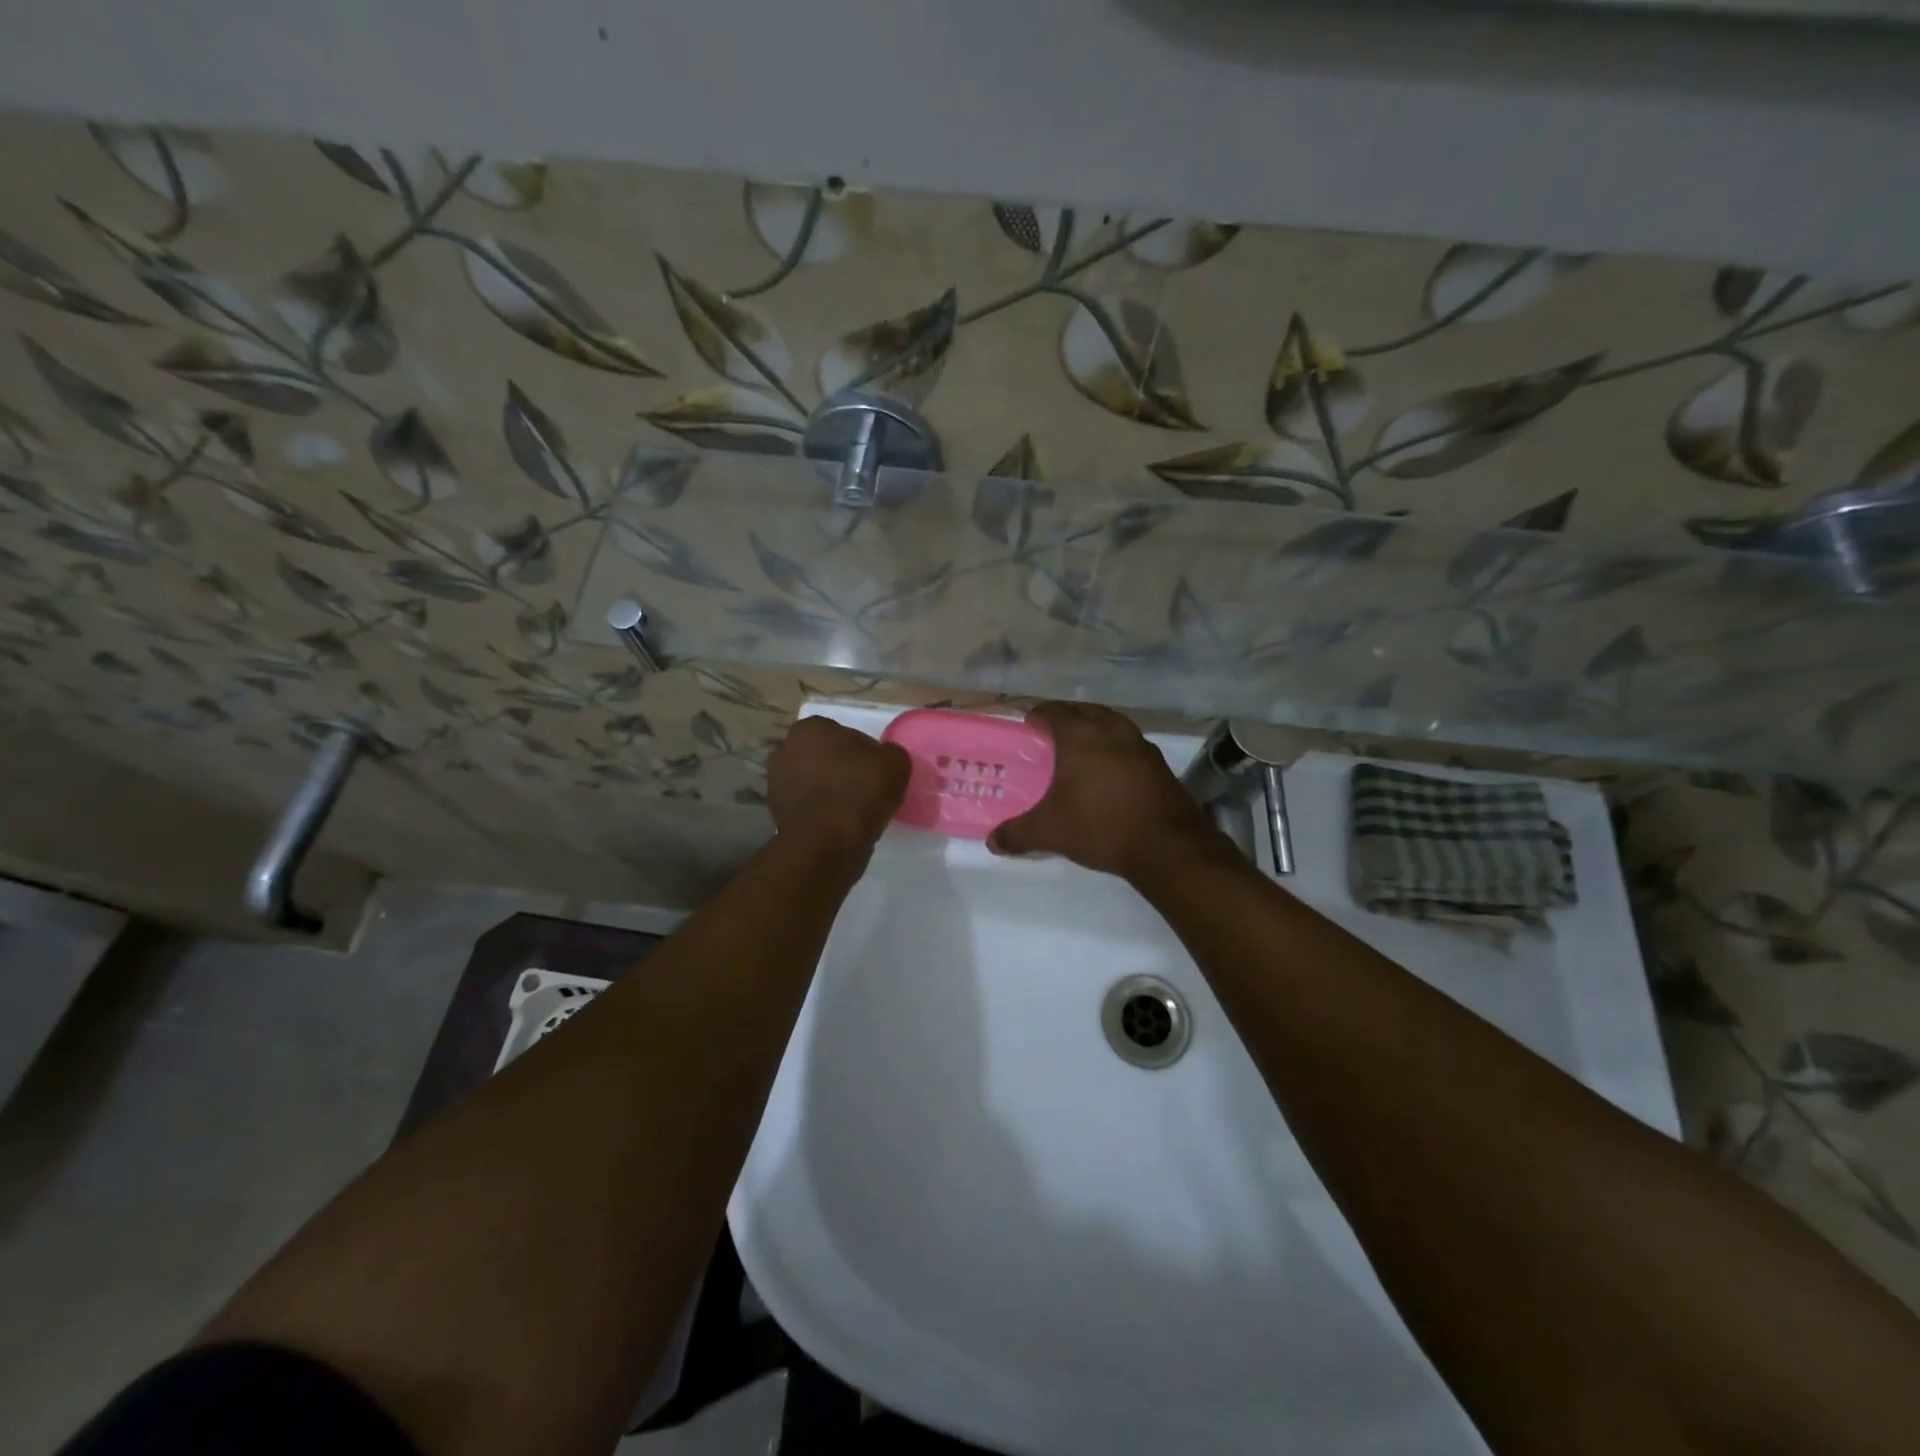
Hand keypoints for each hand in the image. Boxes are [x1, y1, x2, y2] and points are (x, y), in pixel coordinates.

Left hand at [767, 717, 910, 858]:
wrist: (827, 843)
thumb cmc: (860, 792)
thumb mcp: (895, 763)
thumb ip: (890, 753)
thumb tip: (882, 760)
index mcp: (812, 728)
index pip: (847, 736)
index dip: (866, 755)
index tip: (879, 774)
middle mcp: (786, 748)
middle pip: (827, 757)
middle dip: (843, 770)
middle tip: (867, 791)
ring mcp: (775, 781)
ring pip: (815, 782)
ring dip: (831, 791)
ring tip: (854, 812)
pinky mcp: (775, 811)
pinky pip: (808, 806)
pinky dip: (821, 812)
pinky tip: (839, 825)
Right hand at [988, 703, 1220, 881]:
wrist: (1166, 846)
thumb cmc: (1100, 827)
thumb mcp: (1050, 832)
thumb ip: (1017, 833)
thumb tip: (992, 841)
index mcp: (1080, 737)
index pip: (1054, 712)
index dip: (1039, 715)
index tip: (1029, 724)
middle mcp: (1111, 731)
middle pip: (1085, 711)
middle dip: (1068, 716)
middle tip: (1052, 733)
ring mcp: (1140, 745)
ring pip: (1112, 723)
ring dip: (1096, 728)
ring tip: (1083, 748)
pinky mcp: (1159, 764)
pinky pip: (1131, 744)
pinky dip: (1117, 748)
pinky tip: (1112, 771)